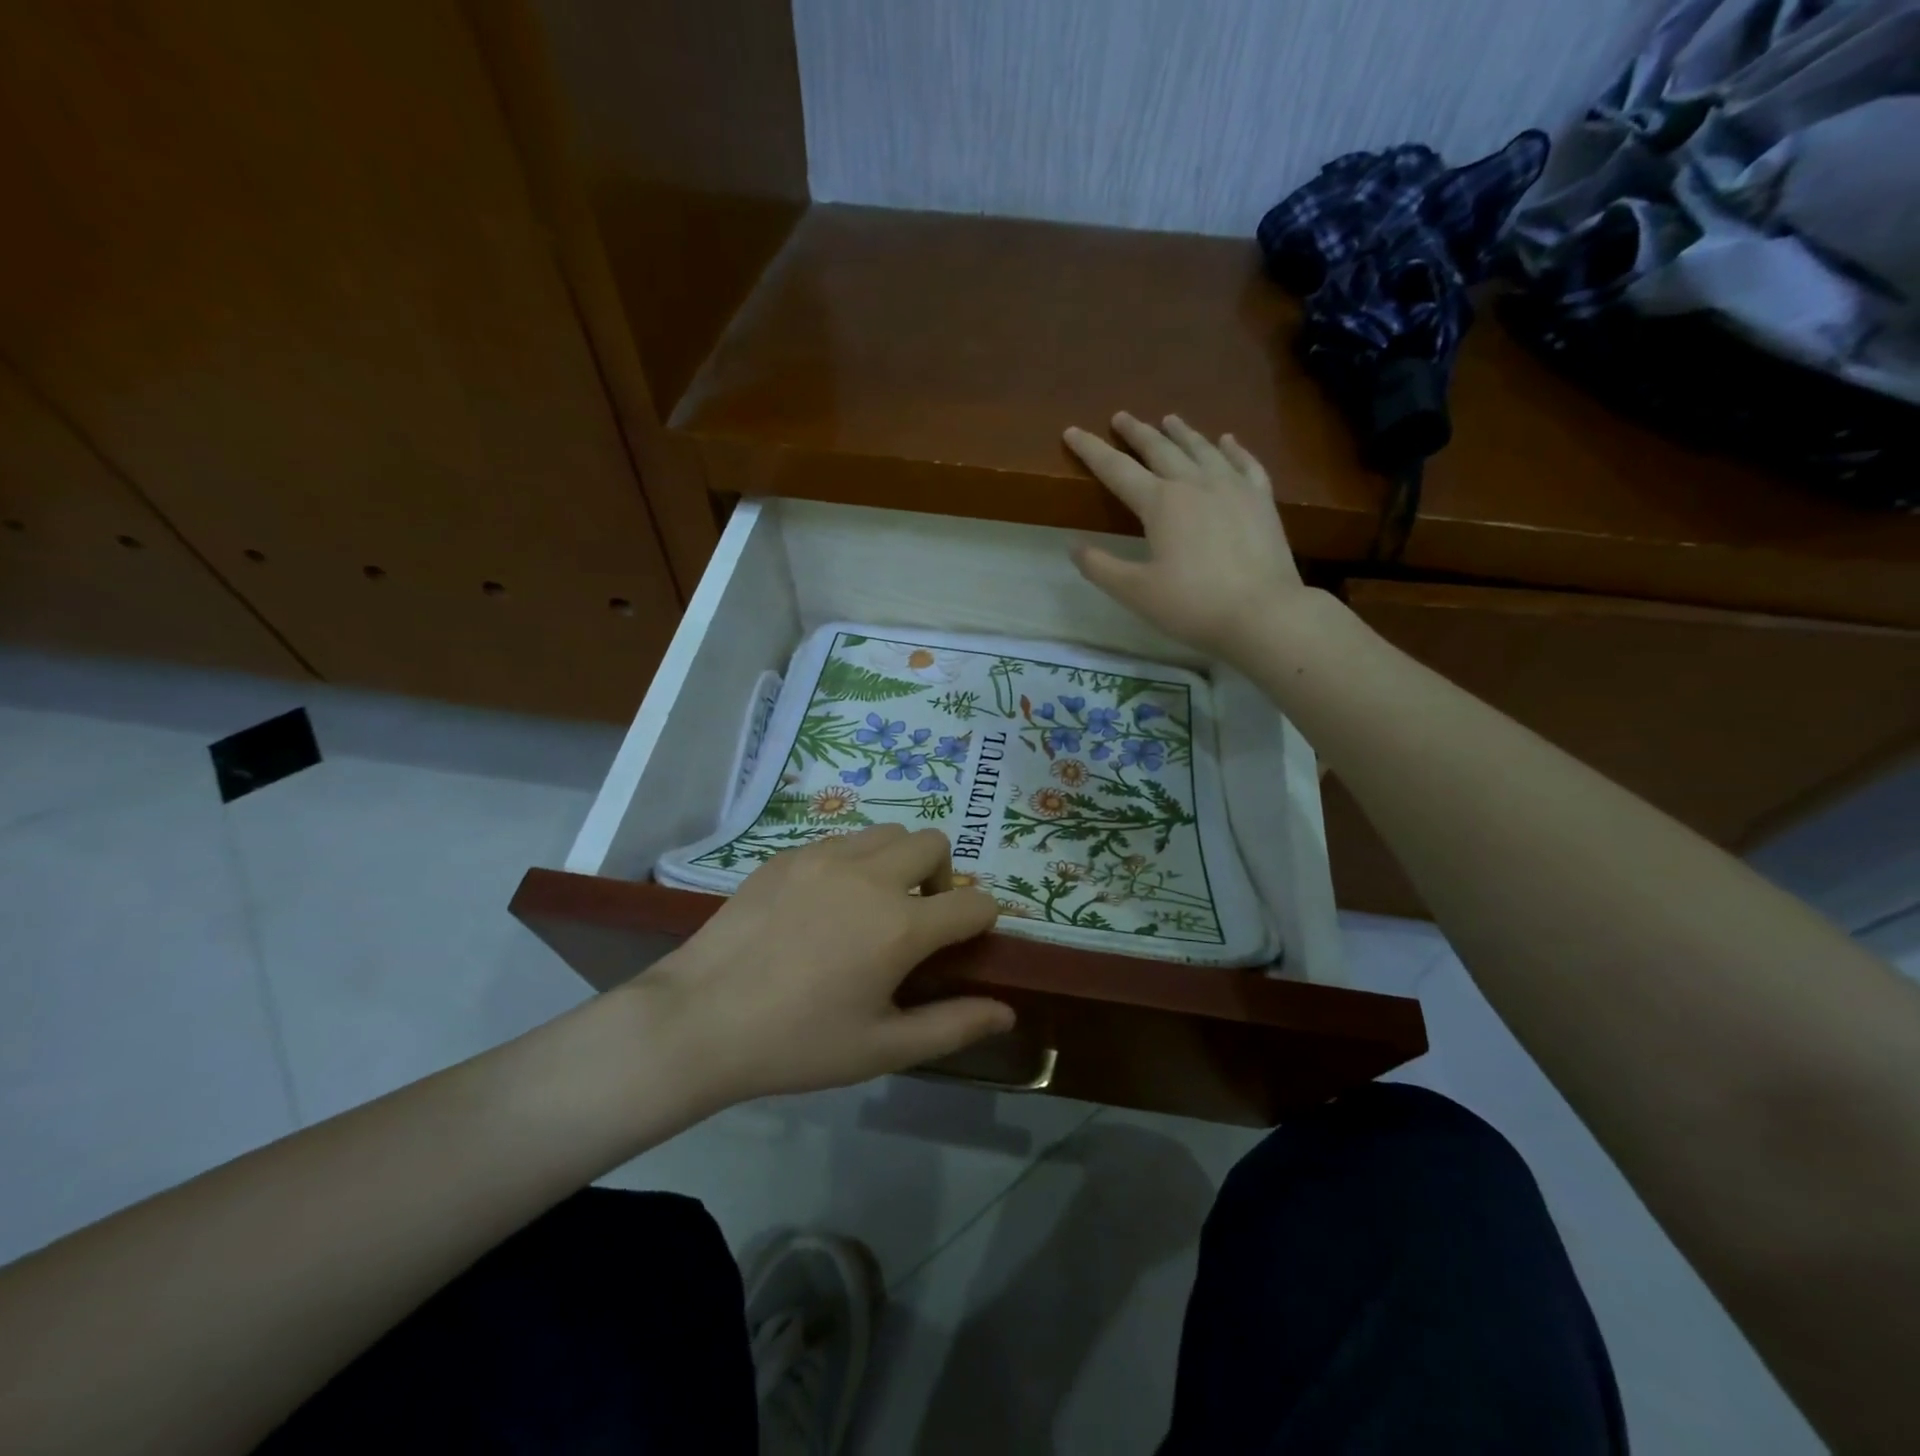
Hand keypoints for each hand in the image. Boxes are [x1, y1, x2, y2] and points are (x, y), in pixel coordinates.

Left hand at [647, 825, 1012, 1102]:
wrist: (698, 1020)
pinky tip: (825, 904)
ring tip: (872, 906)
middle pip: (934, 844)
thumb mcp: (881, 1048)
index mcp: (900, 926)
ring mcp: (824, 856)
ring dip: (899, 861)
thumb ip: (953, 1026)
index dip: (982, 922)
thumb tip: (1007, 1012)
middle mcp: (870, 876)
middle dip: (942, 877)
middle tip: (917, 920)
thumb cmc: (797, 1043)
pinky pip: (842, 840)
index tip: (964, 944)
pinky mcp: (787, 855)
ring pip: (888, 832)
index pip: (974, 903)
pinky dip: (855, 861)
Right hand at [1065, 412, 1317, 662]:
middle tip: (1121, 417)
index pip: (1116, 469)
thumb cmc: (1192, 604)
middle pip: (1160, 448)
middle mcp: (1195, 483)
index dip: (1091, 450)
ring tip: (1169, 419)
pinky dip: (1233, 448)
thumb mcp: (1135, 592)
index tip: (1072, 431)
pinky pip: (1245, 463)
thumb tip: (1075, 547)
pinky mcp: (1262, 500)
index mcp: (1160, 503)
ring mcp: (1233, 487)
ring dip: (1182, 432)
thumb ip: (1101, 568)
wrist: (1263, 612)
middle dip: (1137, 432)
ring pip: (1202, 448)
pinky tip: (1227, 440)